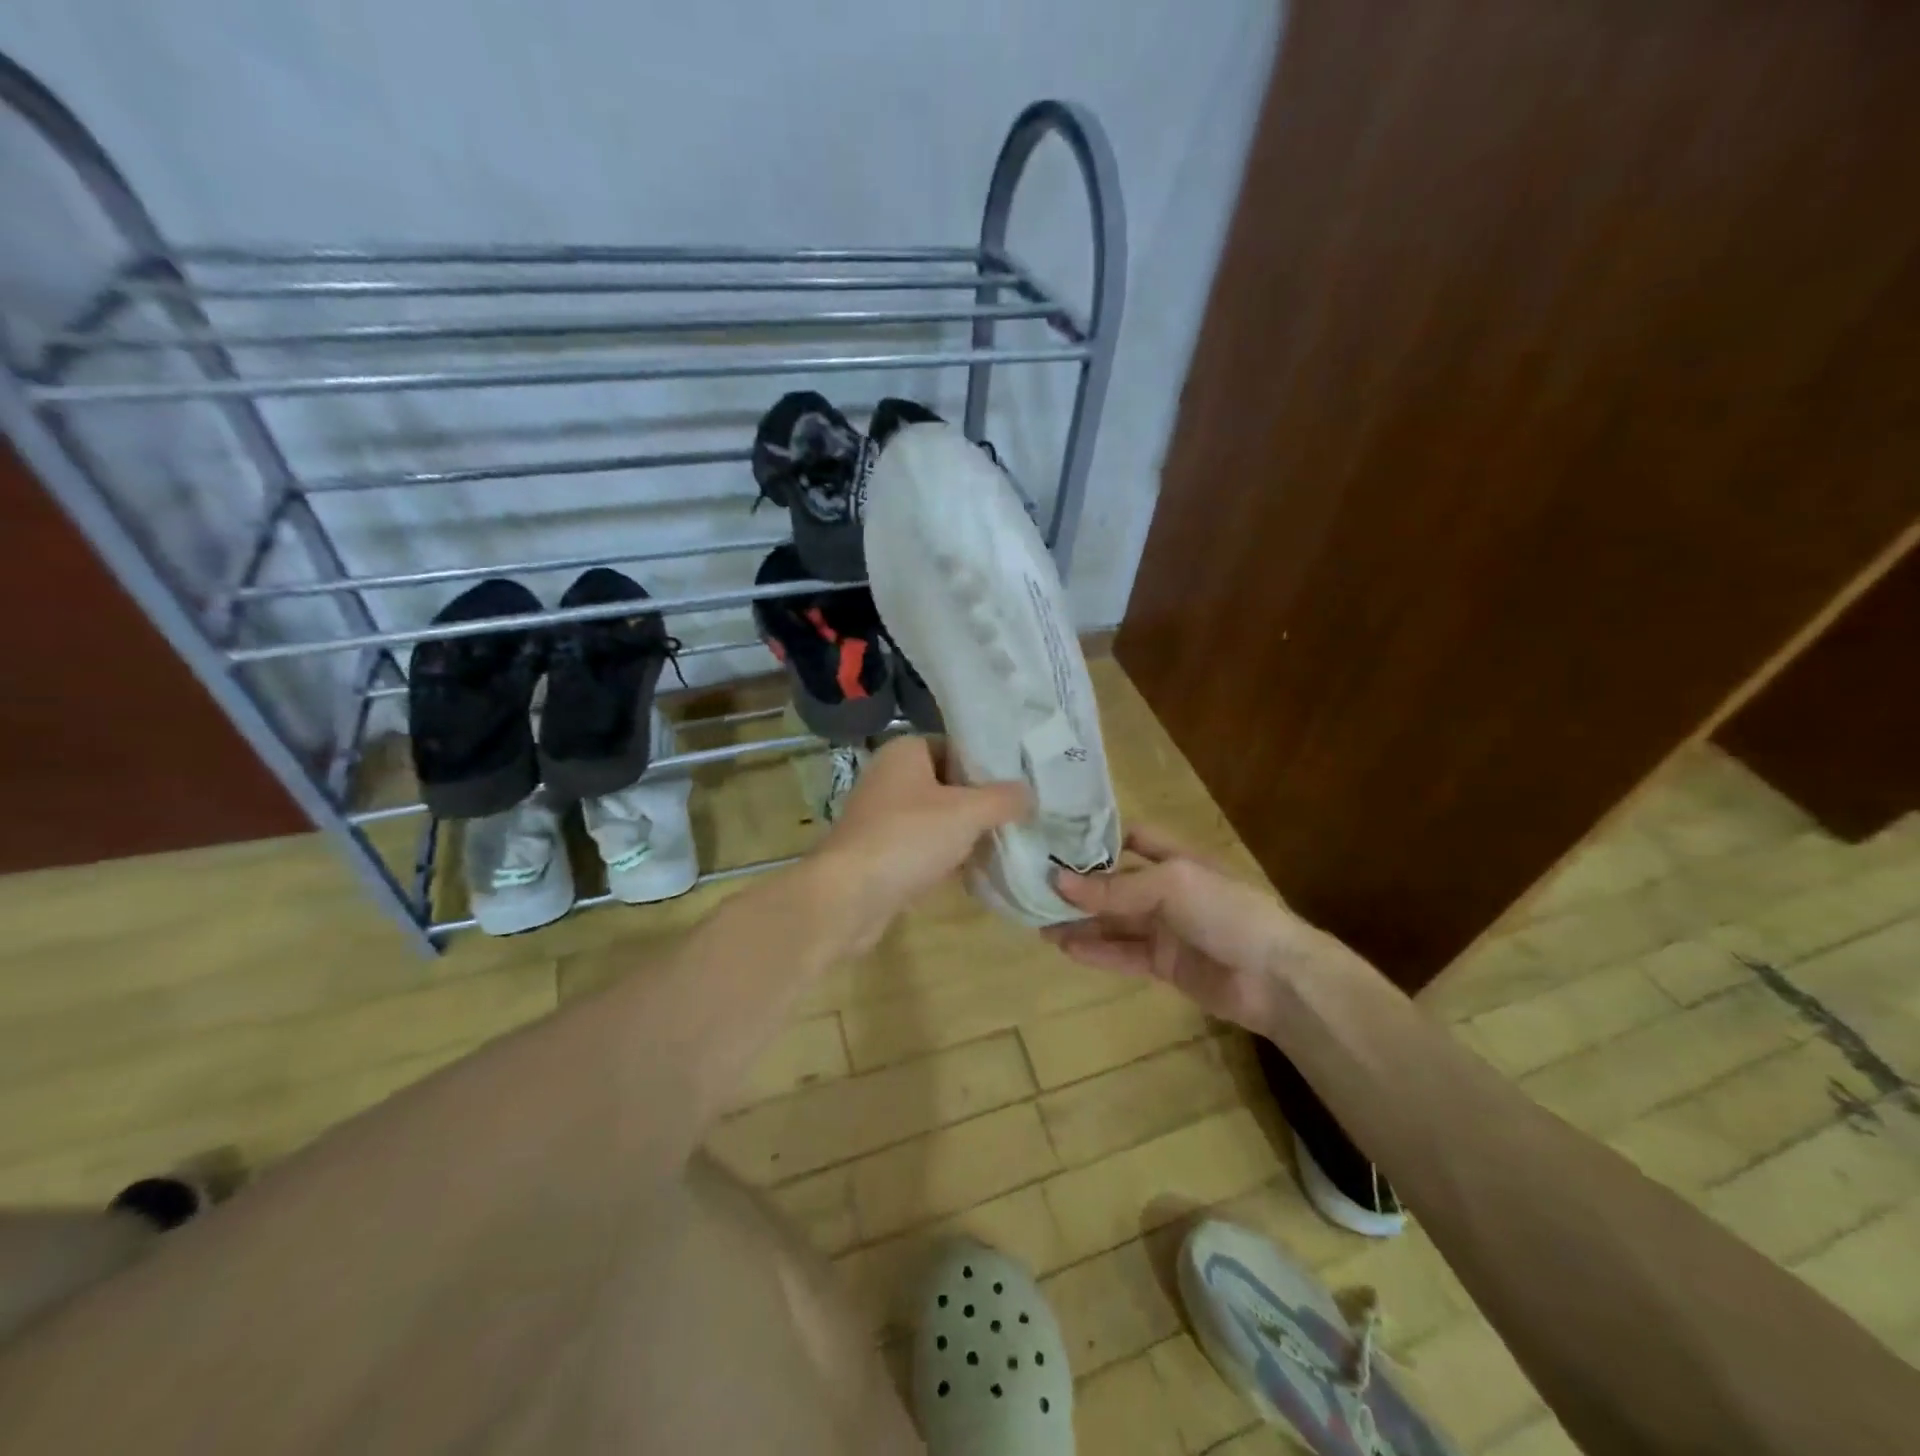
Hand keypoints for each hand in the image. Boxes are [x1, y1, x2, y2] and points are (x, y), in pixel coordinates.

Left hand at [812, 736, 1029, 951]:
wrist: (849, 896)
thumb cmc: (908, 838)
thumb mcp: (967, 812)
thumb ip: (1004, 798)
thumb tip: (1030, 794)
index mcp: (905, 752)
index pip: (957, 746)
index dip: (989, 763)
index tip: (1022, 782)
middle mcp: (891, 777)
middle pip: (950, 783)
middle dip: (983, 801)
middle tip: (1023, 814)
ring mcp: (884, 817)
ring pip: (939, 817)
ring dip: (968, 832)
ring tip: (1009, 842)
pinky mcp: (883, 852)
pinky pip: (926, 846)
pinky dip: (949, 855)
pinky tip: (979, 870)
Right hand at [1046, 825, 1327, 1034]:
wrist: (1276, 978)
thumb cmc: (1227, 912)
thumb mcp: (1171, 886)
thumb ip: (1115, 888)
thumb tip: (1057, 881)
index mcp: (1175, 859)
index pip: (1132, 839)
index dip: (1097, 839)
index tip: (1056, 840)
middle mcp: (1167, 890)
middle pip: (1115, 884)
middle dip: (1079, 887)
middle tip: (1033, 888)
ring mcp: (1165, 929)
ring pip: (1113, 921)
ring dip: (1079, 922)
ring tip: (1038, 921)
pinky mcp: (1164, 965)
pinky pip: (1122, 954)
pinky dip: (1096, 951)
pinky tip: (1065, 948)